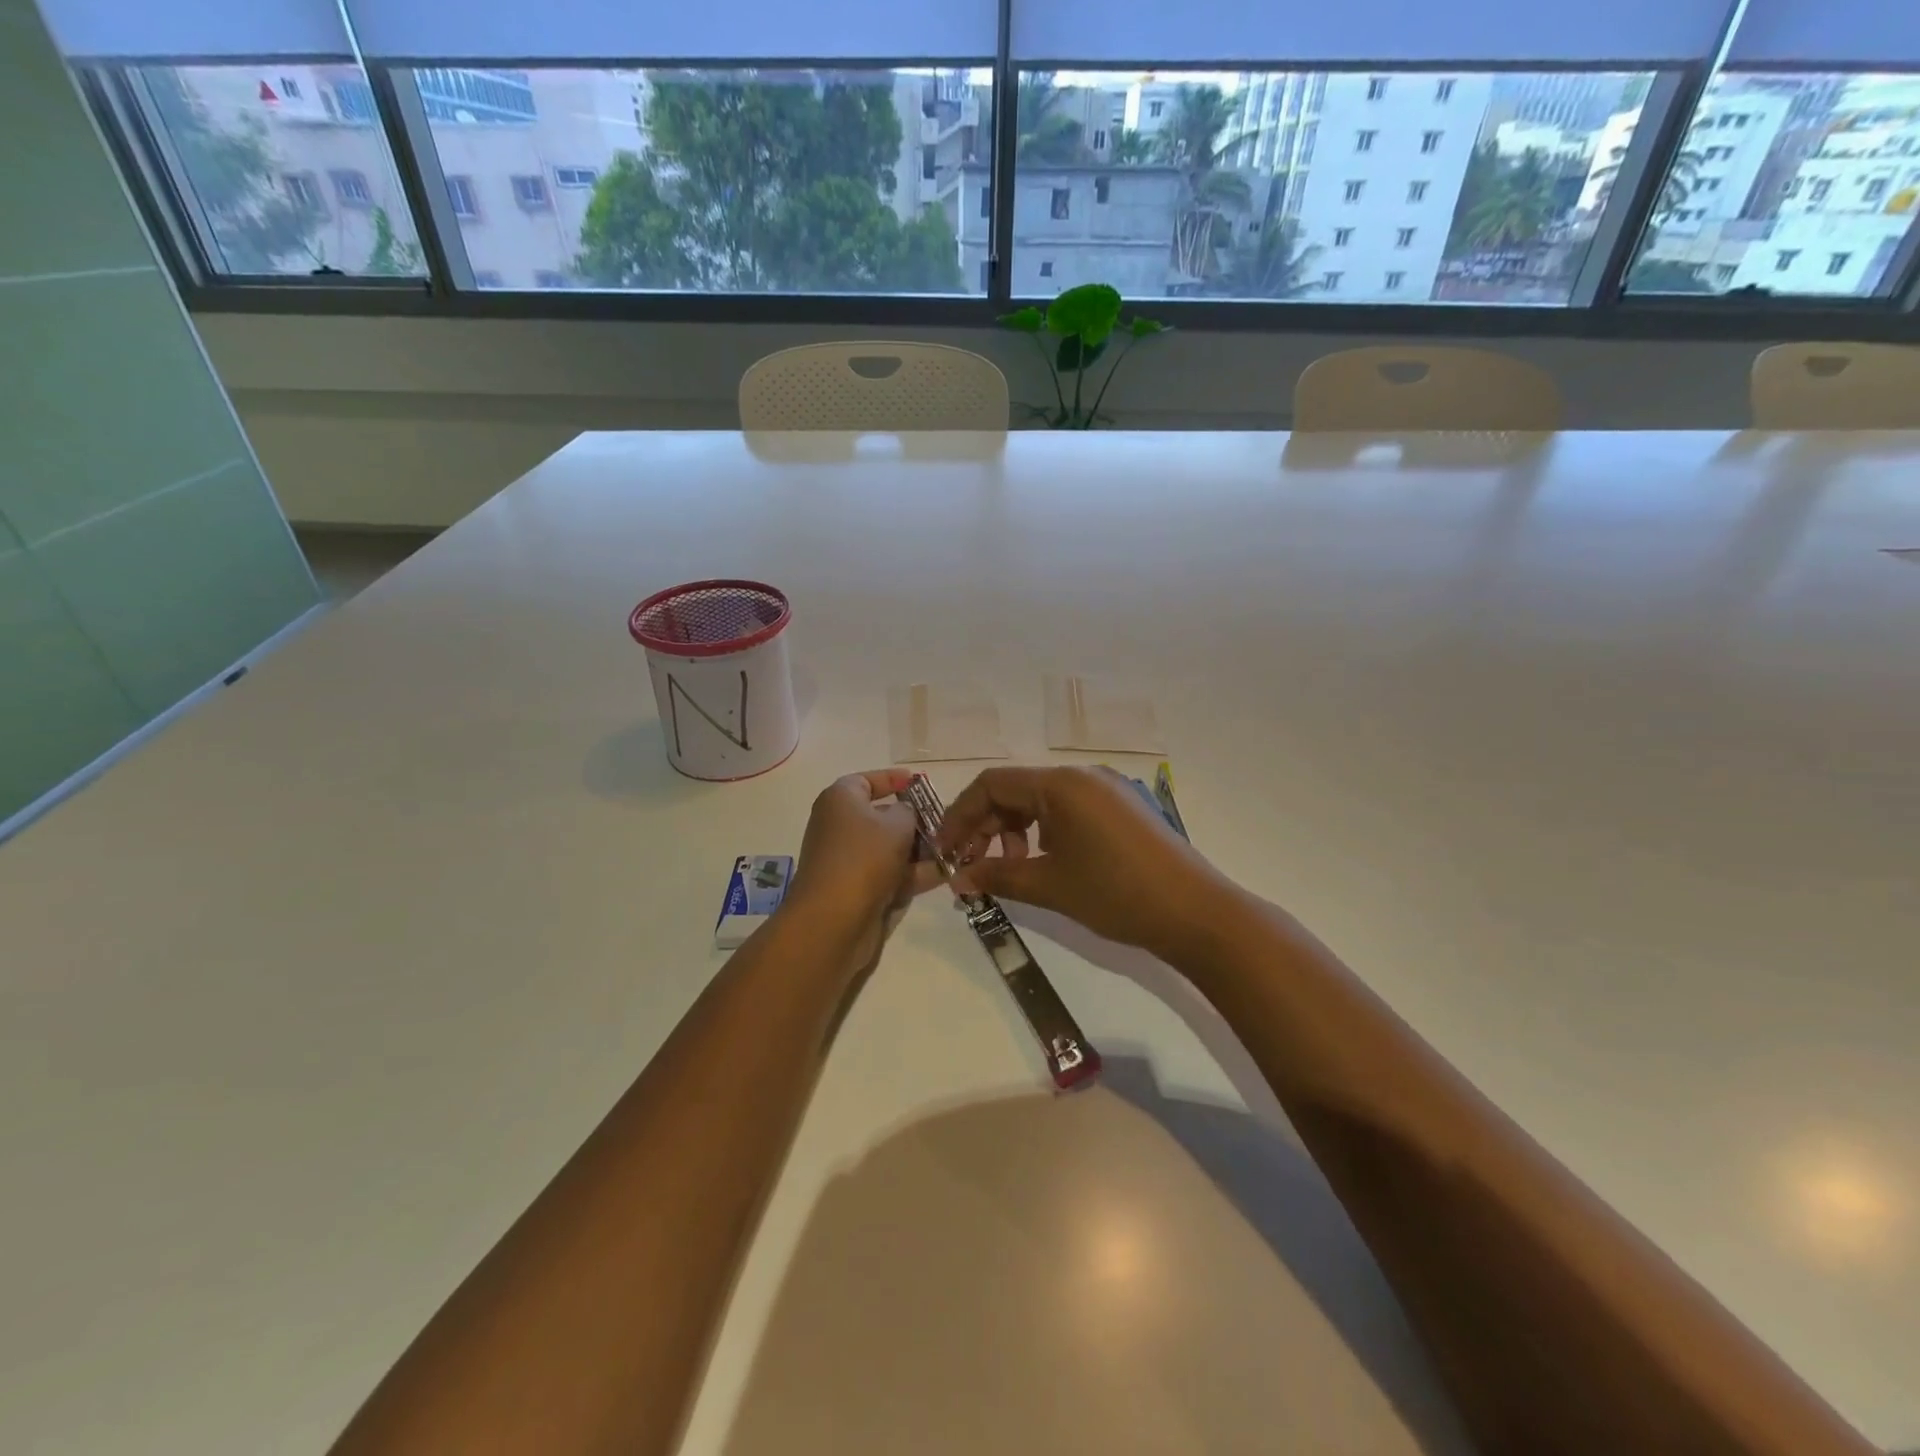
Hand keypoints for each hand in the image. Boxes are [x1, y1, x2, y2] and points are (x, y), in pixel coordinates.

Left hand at [785, 770, 940, 967]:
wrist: (834, 920)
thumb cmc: (864, 856)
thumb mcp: (897, 823)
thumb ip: (909, 811)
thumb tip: (906, 813)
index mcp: (841, 800)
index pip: (867, 780)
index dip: (894, 779)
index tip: (920, 782)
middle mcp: (841, 826)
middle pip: (882, 816)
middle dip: (916, 820)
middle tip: (947, 821)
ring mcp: (849, 860)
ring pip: (890, 848)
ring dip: (921, 850)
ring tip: (955, 849)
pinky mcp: (859, 889)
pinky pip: (891, 874)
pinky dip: (914, 873)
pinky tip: (946, 873)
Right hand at [936, 766, 1229, 958]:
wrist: (1196, 913)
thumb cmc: (1116, 894)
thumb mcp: (1050, 886)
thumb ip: (997, 877)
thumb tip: (956, 880)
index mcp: (1061, 784)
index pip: (992, 784)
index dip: (960, 816)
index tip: (944, 850)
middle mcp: (1082, 775)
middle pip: (1016, 790)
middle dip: (985, 827)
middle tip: (970, 866)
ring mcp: (1106, 789)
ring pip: (1042, 801)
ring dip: (1014, 831)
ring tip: (1010, 870)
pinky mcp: (1122, 808)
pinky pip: (1068, 809)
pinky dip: (1045, 832)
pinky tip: (1045, 862)